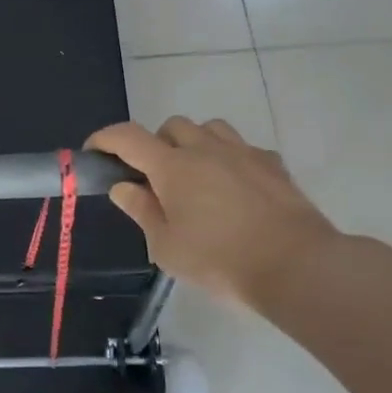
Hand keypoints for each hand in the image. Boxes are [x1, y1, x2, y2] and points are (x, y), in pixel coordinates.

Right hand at [87, 118, 339, 312]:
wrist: (297, 266)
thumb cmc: (220, 260)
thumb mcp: (166, 247)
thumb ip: (141, 211)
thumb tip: (123, 187)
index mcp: (172, 167)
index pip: (127, 137)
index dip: (105, 139)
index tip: (94, 152)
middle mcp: (205, 148)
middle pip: (171, 126)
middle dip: (155, 144)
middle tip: (155, 178)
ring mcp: (243, 152)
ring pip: (209, 128)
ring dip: (194, 143)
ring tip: (196, 175)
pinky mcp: (273, 164)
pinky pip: (242, 148)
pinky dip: (229, 158)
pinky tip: (234, 187)